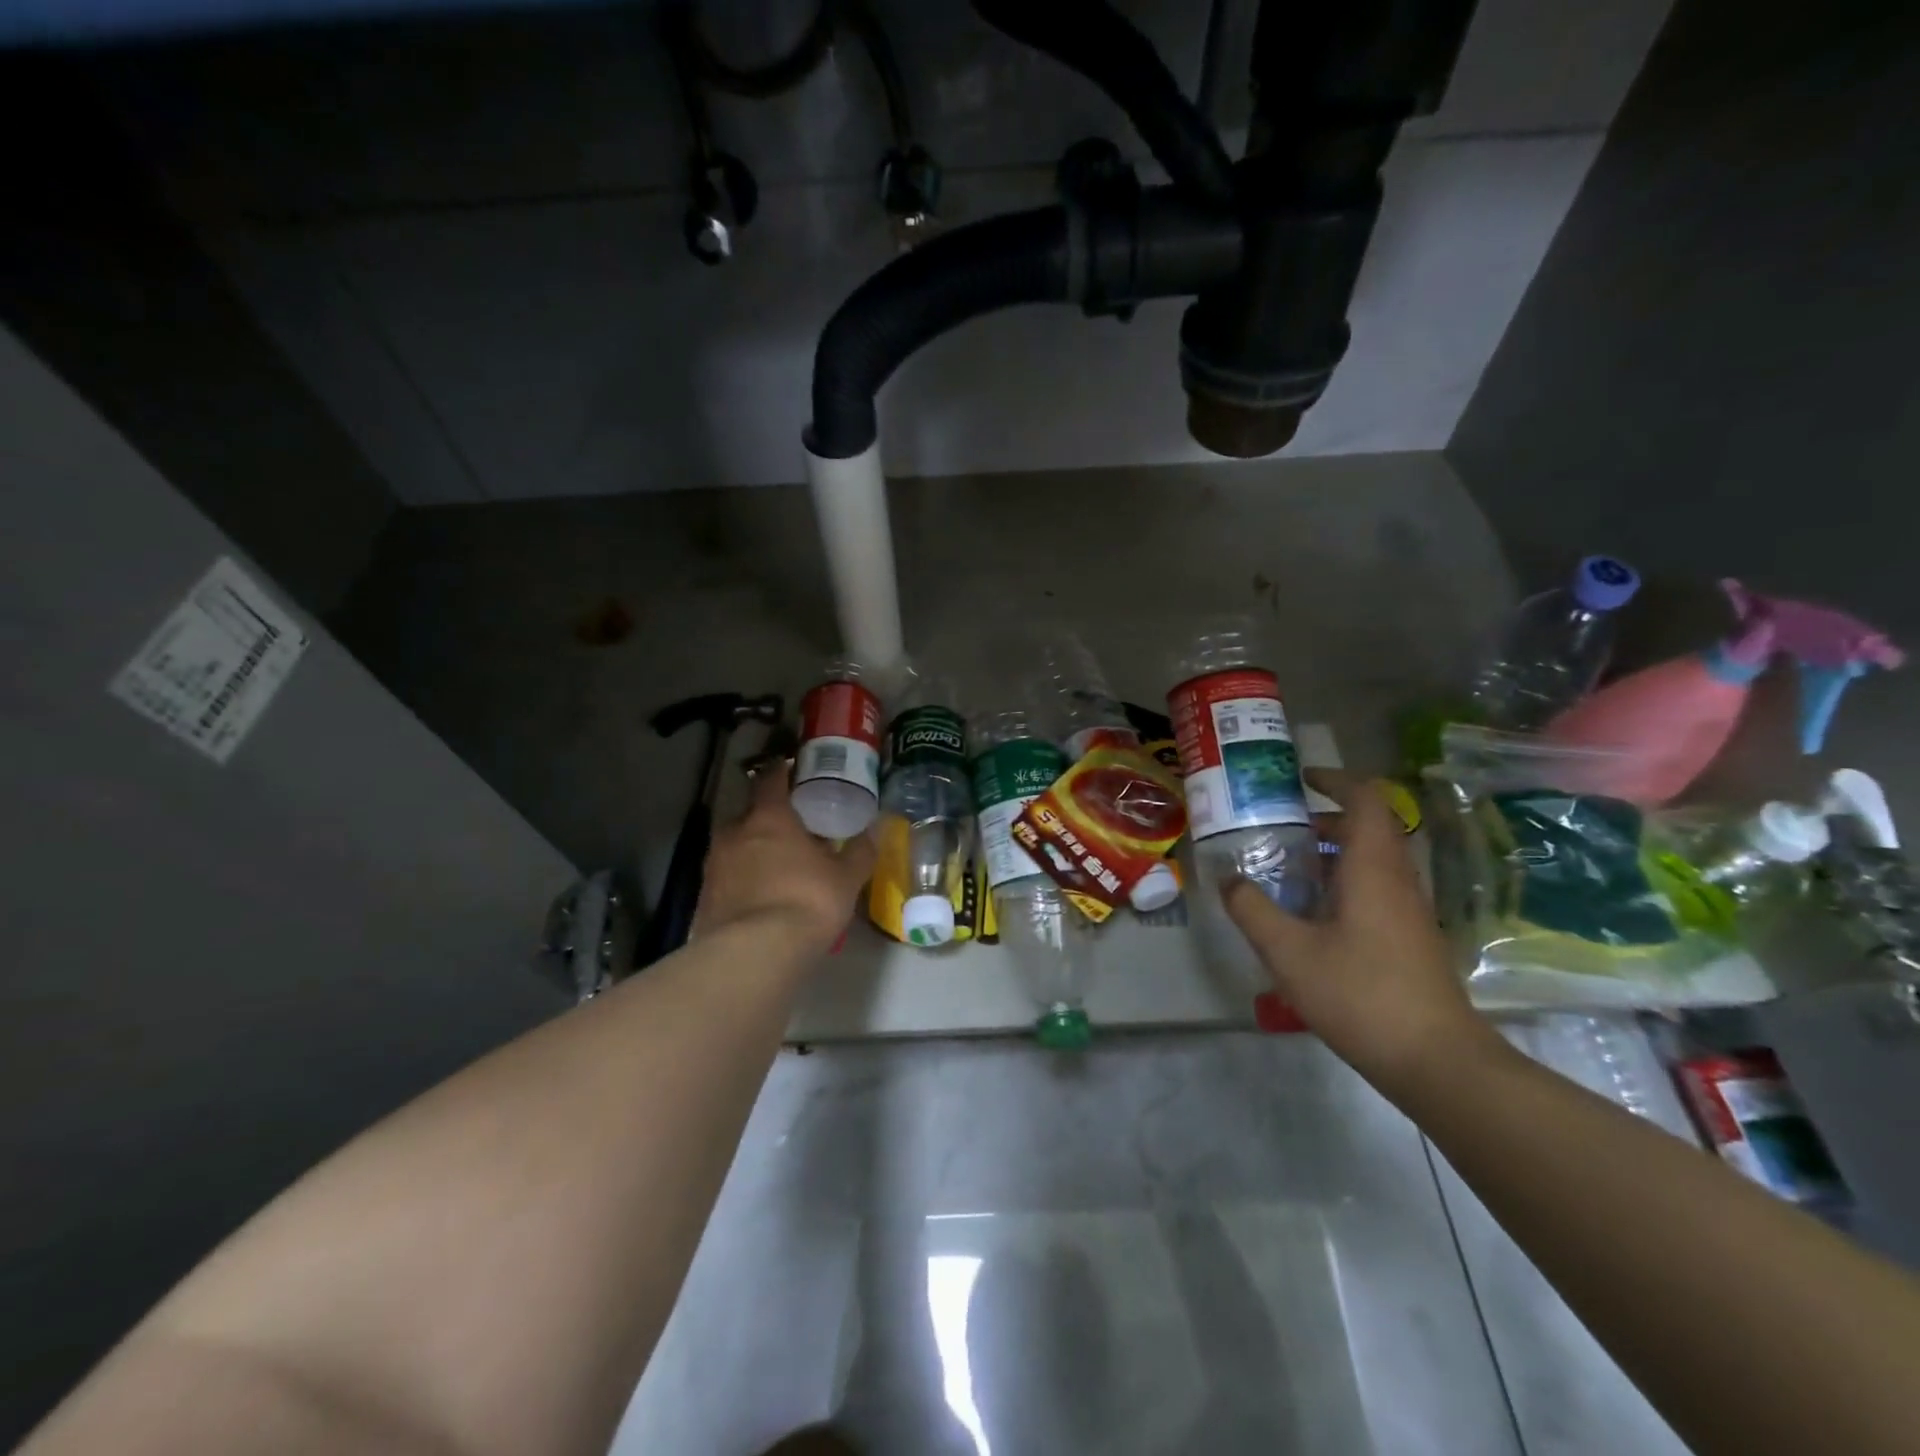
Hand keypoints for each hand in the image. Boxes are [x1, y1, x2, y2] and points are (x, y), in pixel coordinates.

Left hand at [694, 764, 875, 955]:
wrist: (753, 955)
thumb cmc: (807, 901)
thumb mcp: (846, 877)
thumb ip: (860, 850)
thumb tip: (877, 827)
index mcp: (769, 816)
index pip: (771, 778)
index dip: (783, 771)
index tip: (796, 771)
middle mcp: (735, 831)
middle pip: (750, 812)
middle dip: (769, 816)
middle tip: (794, 827)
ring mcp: (714, 864)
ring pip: (736, 844)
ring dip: (754, 848)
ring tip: (779, 864)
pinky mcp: (704, 896)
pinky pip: (728, 875)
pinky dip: (743, 878)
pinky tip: (761, 895)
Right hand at [1221, 771, 1501, 1098]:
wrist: (1435, 1060)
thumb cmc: (1360, 993)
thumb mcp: (1288, 951)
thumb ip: (1253, 909)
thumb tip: (1229, 879)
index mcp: (1373, 868)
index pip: (1366, 799)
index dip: (1335, 779)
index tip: (1300, 779)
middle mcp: (1397, 879)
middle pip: (1368, 827)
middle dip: (1323, 817)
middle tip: (1279, 827)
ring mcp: (1409, 910)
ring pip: (1372, 860)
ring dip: (1332, 852)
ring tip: (1286, 868)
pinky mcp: (1411, 937)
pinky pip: (1376, 888)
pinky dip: (1342, 881)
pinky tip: (1311, 914)